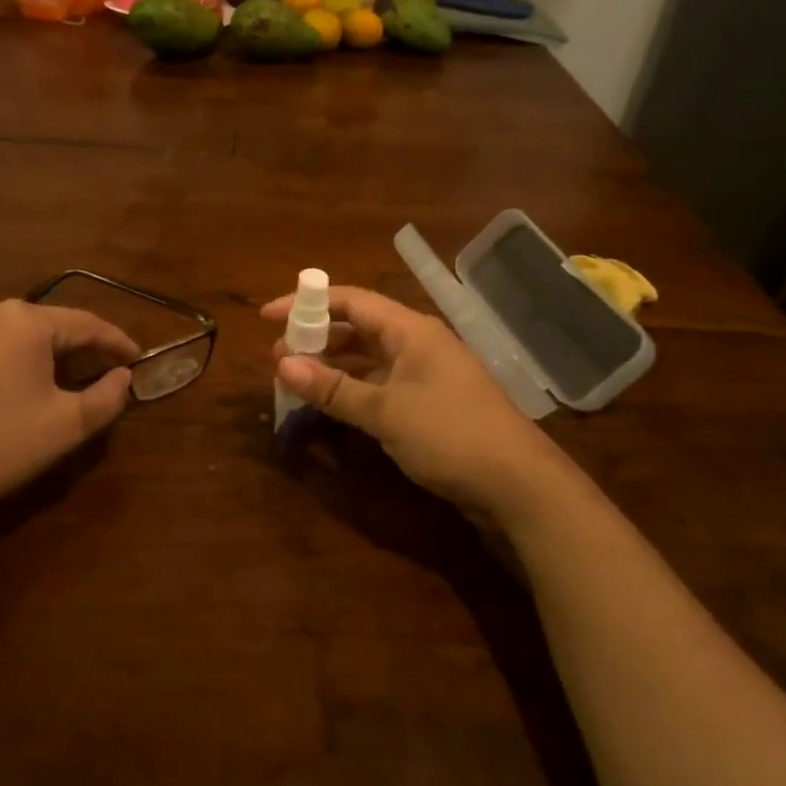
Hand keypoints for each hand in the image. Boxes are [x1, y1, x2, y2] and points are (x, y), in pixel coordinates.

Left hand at [0, 299, 138, 520]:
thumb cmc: (0, 444)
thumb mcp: (68, 425)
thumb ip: (107, 397)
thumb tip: (123, 378)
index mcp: (26, 321)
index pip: (87, 323)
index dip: (117, 342)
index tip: (139, 360)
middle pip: (52, 325)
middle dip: (84, 349)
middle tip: (110, 374)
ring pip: (21, 335)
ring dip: (52, 355)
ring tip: (73, 381)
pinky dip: (20, 361)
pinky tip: (28, 386)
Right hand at [262, 285, 571, 525]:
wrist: (518, 484)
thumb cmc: (450, 435)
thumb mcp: (385, 411)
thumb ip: (334, 388)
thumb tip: (281, 363)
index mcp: (411, 331)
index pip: (351, 301)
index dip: (307, 304)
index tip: (268, 317)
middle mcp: (418, 344)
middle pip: (358, 328)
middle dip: (316, 338)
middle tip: (277, 357)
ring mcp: (427, 375)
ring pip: (369, 359)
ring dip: (333, 366)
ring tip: (296, 380)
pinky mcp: (430, 404)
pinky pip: (382, 385)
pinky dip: (354, 389)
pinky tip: (333, 405)